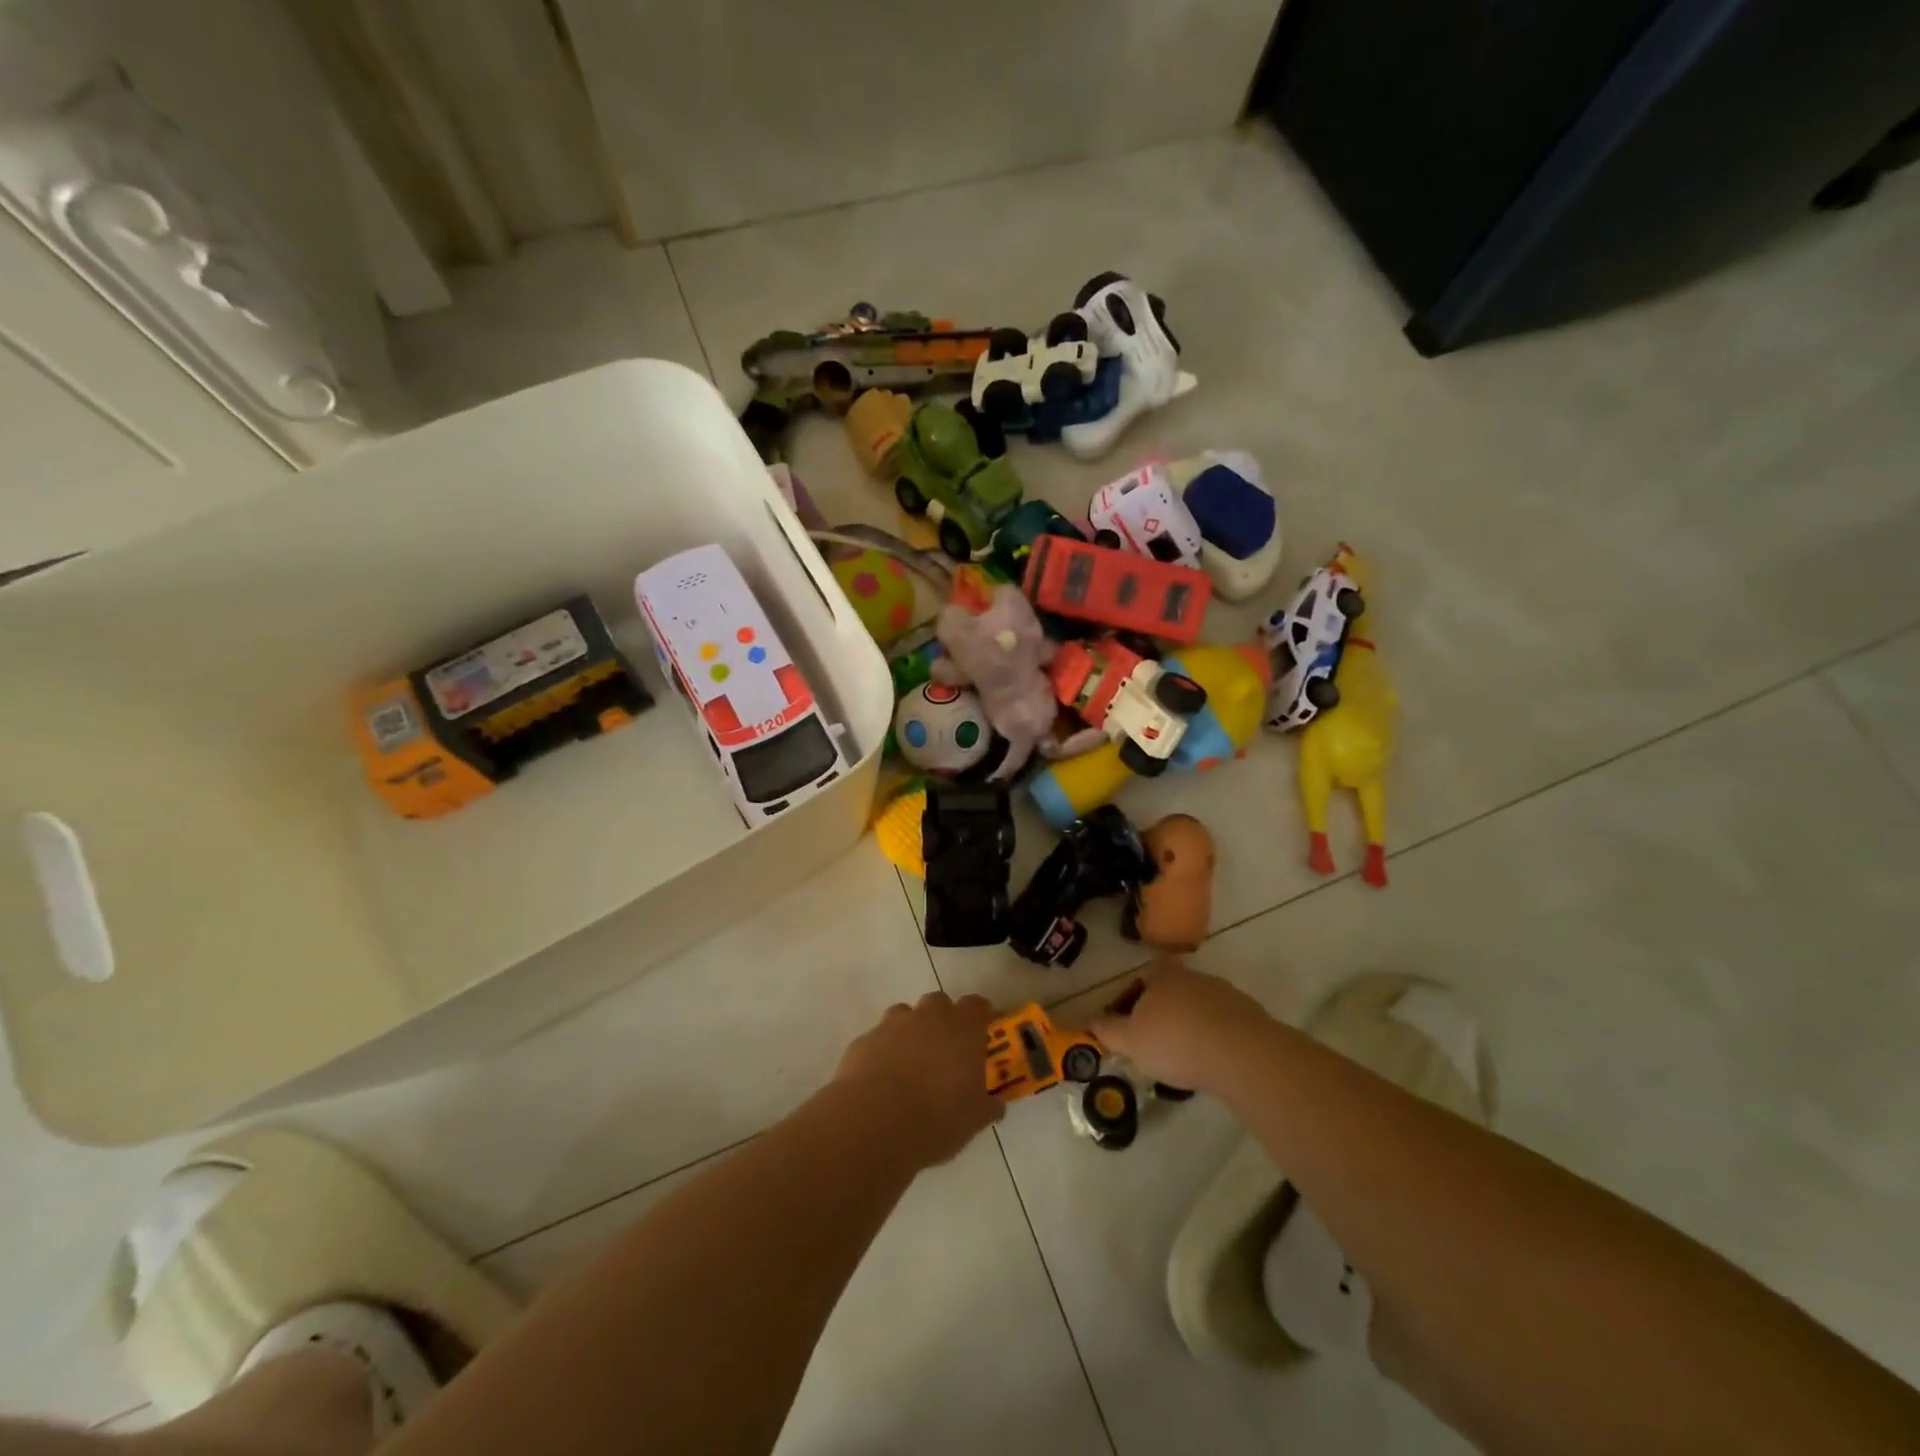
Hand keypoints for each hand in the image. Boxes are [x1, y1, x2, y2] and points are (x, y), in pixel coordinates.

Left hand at [834, 992, 1002, 1166]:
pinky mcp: (864, 1040)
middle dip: (942, 1020)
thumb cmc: (937, 1118)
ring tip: (911, 1064)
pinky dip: (884, 1051)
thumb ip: (987, 1106)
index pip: (976, 1005)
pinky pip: (879, 1038)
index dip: (980, 1016)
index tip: (982, 1031)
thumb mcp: (974, 1120)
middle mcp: (929, 1016)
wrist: (875, 1122)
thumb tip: (995, 1105)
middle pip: (939, 1003)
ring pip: (905, 1015)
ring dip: (910, 1032)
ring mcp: (893, 1024)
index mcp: (962, 1028)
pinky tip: (882, 1078)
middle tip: (945, 1050)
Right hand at [1091, 961, 1274, 1094]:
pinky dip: (1217, 1036)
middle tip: (1157, 1038)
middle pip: (1176, 987)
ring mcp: (1225, 993)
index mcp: (1163, 976)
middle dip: (1166, 1008)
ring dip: (1193, 1022)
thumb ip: (1108, 1030)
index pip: (1148, 971)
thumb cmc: (1175, 1042)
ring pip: (1201, 1004)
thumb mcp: (1131, 1041)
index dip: (1140, 989)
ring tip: (1186, 1055)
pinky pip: (1226, 1022)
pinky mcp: (1250, 1015)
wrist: (1241, 1055)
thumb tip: (1089, 1022)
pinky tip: (1213, 1061)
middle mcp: (1194, 976)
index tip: (1134, 1014)